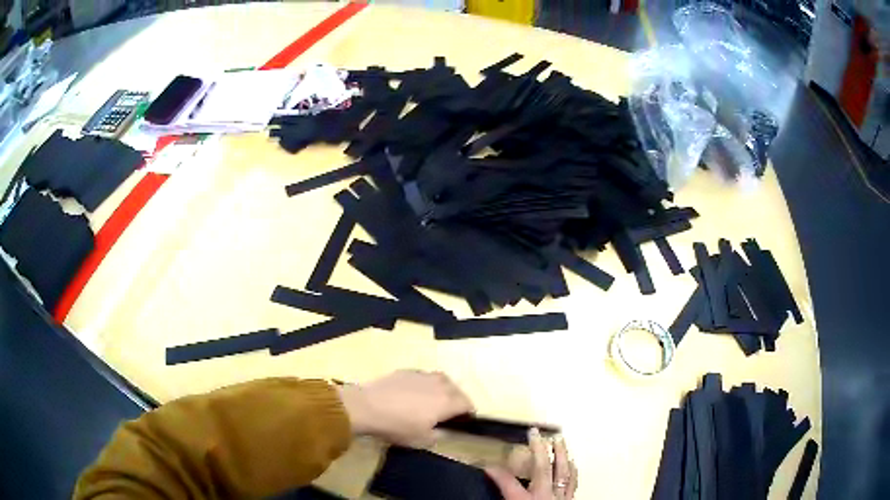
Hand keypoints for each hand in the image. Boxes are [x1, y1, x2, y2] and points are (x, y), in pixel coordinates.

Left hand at [337, 370, 473, 446]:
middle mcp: (439, 384)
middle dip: (458, 399)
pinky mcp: (406, 371)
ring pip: (441, 379)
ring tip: (436, 399)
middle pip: (456, 389)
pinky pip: (423, 377)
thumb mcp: (422, 440)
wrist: (367, 406)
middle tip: (451, 411)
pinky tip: (415, 392)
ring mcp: (422, 375)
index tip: (464, 420)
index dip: (468, 412)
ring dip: (443, 388)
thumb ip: (438, 435)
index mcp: (447, 402)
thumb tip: (442, 430)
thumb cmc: (397, 426)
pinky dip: (425, 384)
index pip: (467, 404)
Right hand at [486, 429, 577, 499]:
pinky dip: (572, 471)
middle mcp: (544, 497)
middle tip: (535, 432)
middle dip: (538, 449)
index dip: (496, 472)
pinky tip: (571, 463)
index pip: (507, 483)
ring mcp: (560, 499)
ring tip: (559, 439)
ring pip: (563, 472)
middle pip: (541, 469)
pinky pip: (573, 483)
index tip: (485, 463)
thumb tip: (489, 484)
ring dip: (560, 454)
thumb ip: (503, 498)